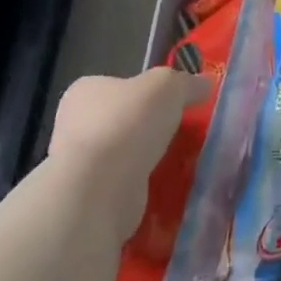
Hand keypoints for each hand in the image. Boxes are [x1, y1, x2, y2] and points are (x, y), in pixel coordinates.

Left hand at [48, 67, 208, 241]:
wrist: (99, 190)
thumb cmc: (128, 123)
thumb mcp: (169, 86)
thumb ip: (187, 83)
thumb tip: (204, 84)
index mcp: (86, 91)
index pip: (119, 84)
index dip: (147, 91)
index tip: (174, 101)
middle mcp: (76, 125)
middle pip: (123, 120)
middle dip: (150, 127)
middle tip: (184, 131)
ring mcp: (81, 164)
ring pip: (125, 154)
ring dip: (149, 158)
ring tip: (183, 160)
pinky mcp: (91, 197)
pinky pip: (126, 184)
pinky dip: (146, 185)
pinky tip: (169, 185)